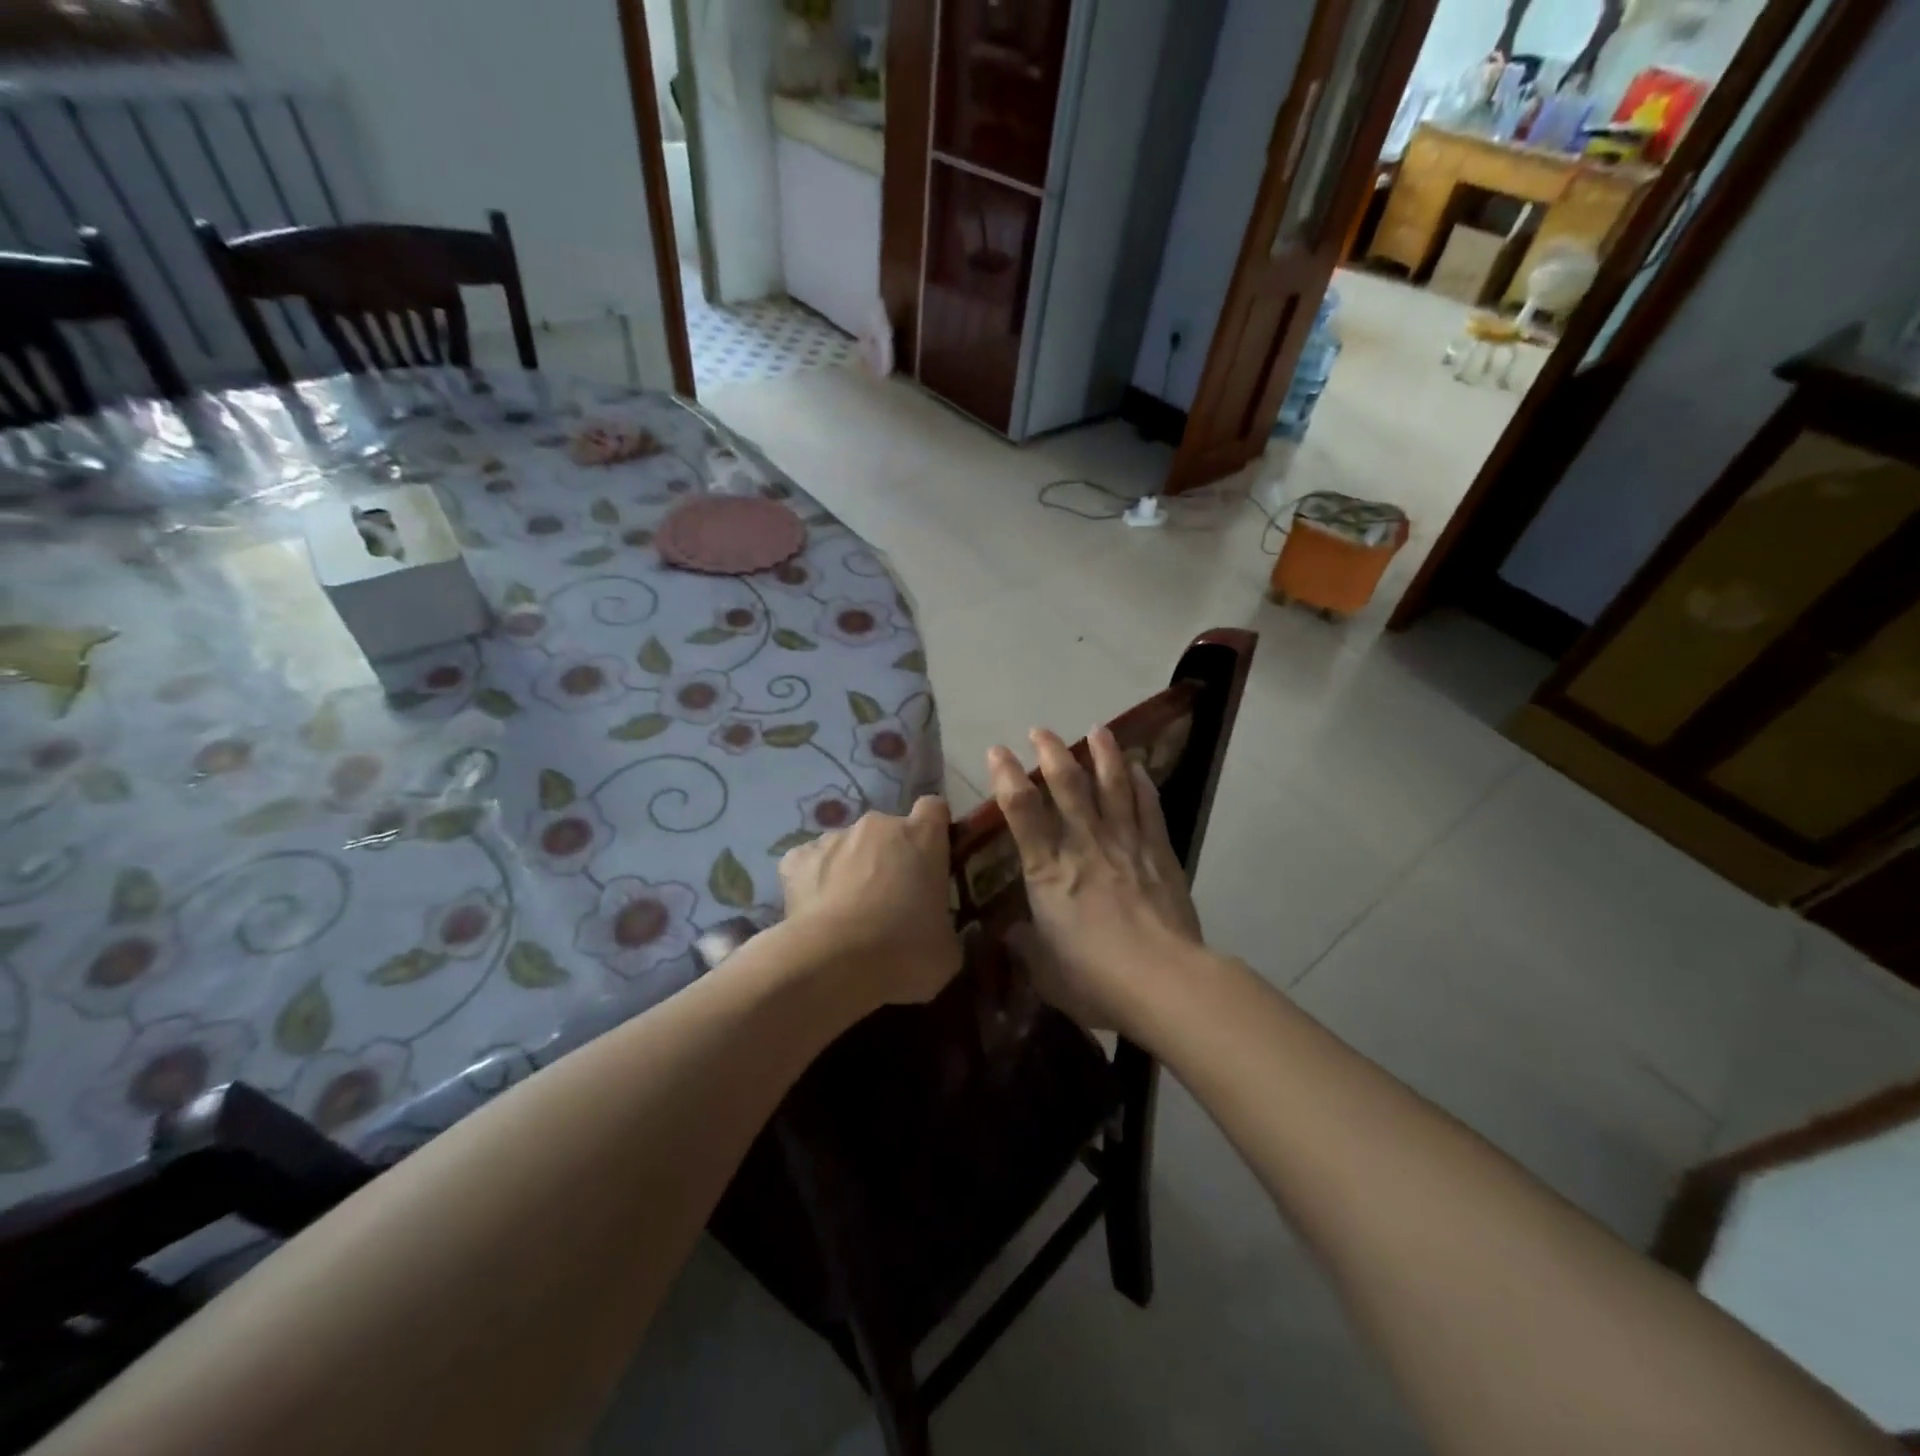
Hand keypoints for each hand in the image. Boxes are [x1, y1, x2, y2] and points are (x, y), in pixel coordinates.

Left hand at [778, 796, 961, 1007]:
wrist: (835, 964)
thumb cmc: (905, 953)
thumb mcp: (946, 948)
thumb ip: (943, 923)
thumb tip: (934, 930)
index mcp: (923, 837)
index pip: (934, 809)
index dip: (933, 831)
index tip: (932, 858)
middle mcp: (879, 825)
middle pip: (888, 830)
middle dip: (890, 857)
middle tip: (890, 901)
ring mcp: (834, 838)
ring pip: (847, 846)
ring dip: (851, 868)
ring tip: (847, 913)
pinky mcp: (797, 858)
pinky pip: (810, 863)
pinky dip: (814, 881)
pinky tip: (816, 912)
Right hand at [987, 728, 1205, 1040]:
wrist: (1164, 983)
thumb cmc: (1094, 980)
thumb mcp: (1044, 971)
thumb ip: (1026, 947)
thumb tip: (1012, 934)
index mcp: (1048, 871)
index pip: (1021, 811)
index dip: (1006, 776)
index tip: (997, 751)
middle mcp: (1084, 846)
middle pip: (1068, 785)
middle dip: (1051, 753)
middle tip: (1040, 731)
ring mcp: (1125, 844)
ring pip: (1112, 786)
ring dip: (1103, 754)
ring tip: (1097, 728)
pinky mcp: (1159, 853)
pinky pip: (1149, 808)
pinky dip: (1142, 784)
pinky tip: (1138, 768)